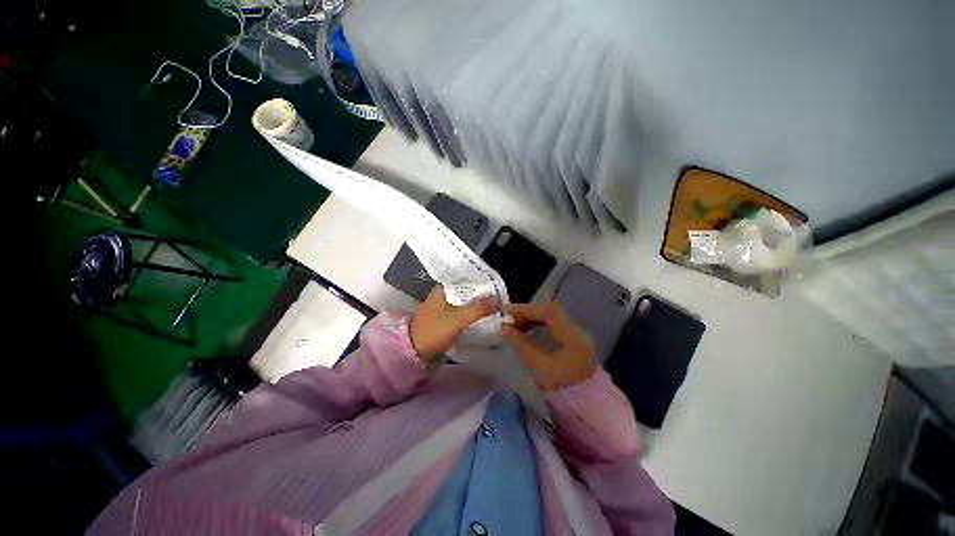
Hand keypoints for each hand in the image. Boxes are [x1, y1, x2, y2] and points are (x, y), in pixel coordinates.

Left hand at [410, 286, 497, 361]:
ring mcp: (444, 305)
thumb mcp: (458, 318)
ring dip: (479, 306)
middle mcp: (445, 293)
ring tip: (496, 310)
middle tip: (501, 303)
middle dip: (484, 297)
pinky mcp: (445, 316)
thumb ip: (479, 308)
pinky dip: (472, 313)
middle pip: (469, 292)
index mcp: (445, 288)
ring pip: (466, 302)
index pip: (470, 281)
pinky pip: (462, 310)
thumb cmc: (435, 330)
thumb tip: (499, 300)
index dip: (486, 287)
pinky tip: (482, 318)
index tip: (501, 293)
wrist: (413, 349)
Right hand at [502, 302, 596, 390]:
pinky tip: (526, 327)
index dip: (526, 309)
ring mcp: (575, 331)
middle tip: (508, 318)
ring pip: (550, 314)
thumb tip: (505, 328)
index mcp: (573, 337)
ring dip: (531, 316)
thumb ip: (522, 346)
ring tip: (514, 323)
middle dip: (527, 311)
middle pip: (549, 310)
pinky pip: (551, 321)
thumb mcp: (540, 368)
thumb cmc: (562, 389)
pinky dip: (536, 321)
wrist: (586, 402)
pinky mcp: (571, 334)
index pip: (548, 312)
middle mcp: (577, 329)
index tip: (507, 311)